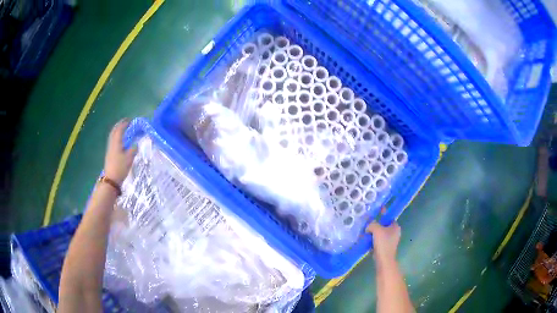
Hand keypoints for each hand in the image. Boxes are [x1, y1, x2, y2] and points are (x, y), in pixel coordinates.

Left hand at [104, 119, 136, 183]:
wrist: (111, 179)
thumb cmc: (120, 167)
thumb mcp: (129, 158)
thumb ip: (133, 149)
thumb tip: (136, 144)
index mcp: (116, 142)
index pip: (120, 129)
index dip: (124, 124)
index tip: (130, 120)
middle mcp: (112, 143)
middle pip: (114, 131)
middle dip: (119, 125)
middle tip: (125, 122)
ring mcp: (110, 149)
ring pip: (113, 136)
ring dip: (117, 130)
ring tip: (122, 128)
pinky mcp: (110, 154)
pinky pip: (113, 140)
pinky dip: (116, 136)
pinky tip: (119, 140)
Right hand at [367, 212, 400, 263]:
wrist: (383, 259)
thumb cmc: (383, 243)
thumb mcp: (376, 229)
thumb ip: (372, 224)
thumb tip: (368, 226)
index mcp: (395, 226)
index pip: (388, 216)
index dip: (382, 213)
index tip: (374, 212)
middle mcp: (394, 232)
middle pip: (383, 224)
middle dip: (375, 224)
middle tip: (367, 224)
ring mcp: (390, 240)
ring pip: (380, 232)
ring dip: (373, 232)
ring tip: (365, 232)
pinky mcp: (385, 246)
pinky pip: (378, 239)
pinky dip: (372, 239)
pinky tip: (366, 239)